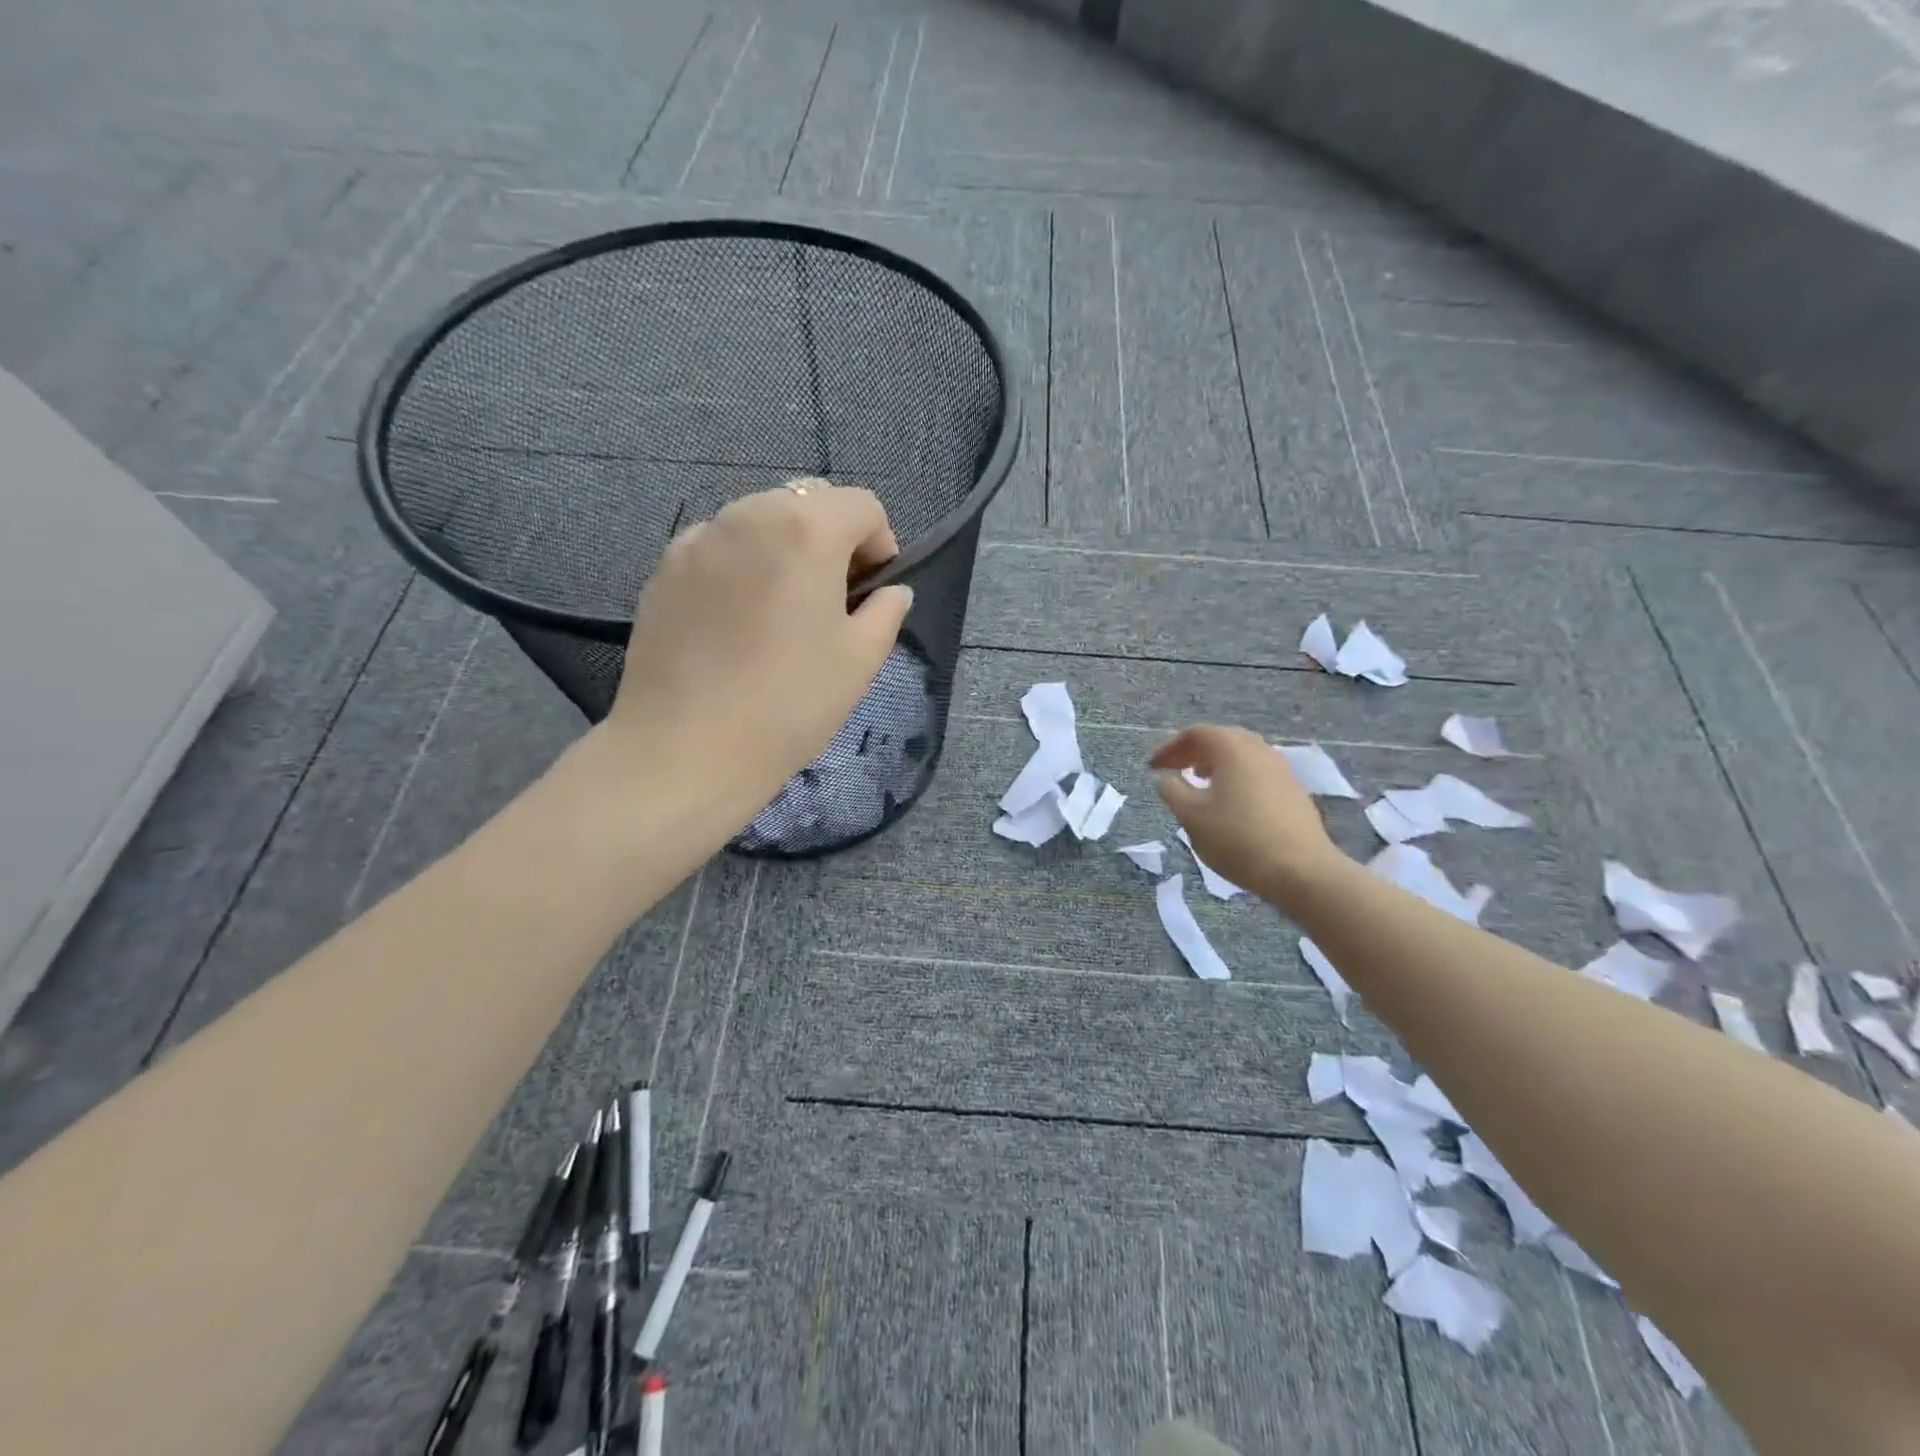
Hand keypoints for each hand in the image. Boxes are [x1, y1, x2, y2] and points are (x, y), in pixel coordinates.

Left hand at [601, 480, 912, 815]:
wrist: (687, 748)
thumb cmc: (790, 702)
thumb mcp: (861, 660)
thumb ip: (886, 611)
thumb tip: (891, 591)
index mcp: (805, 528)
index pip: (862, 506)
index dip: (880, 545)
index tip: (871, 595)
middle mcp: (747, 515)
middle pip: (807, 503)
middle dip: (831, 541)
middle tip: (830, 602)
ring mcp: (697, 539)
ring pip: (759, 521)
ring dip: (784, 551)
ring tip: (780, 613)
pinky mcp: (663, 569)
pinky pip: (719, 548)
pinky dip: (741, 567)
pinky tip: (736, 624)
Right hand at [1151, 725, 1345, 903]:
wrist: (1301, 870)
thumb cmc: (1238, 838)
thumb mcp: (1192, 816)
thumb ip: (1172, 791)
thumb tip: (1166, 778)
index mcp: (1232, 749)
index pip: (1195, 734)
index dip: (1169, 748)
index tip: (1153, 768)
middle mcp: (1259, 750)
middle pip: (1221, 739)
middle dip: (1194, 753)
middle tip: (1175, 771)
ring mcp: (1281, 769)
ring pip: (1242, 755)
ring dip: (1216, 765)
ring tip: (1200, 784)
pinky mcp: (1294, 790)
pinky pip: (1257, 772)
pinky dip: (1236, 777)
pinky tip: (1230, 803)